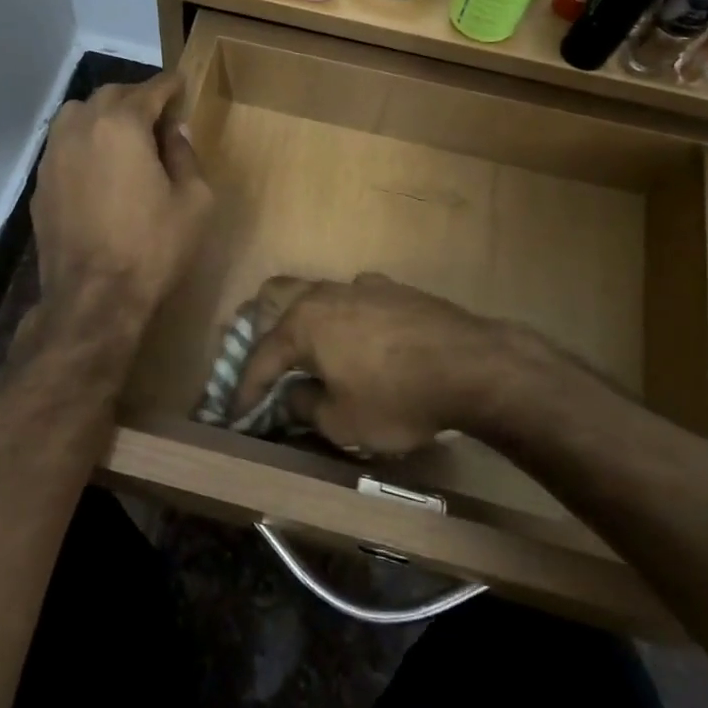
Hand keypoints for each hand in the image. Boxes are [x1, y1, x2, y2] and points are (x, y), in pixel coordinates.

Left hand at [32, 72, 212, 320]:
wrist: (93, 298)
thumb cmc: (152, 248)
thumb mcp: (194, 201)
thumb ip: (186, 155)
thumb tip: (174, 133)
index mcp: (121, 125)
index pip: (150, 89)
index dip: (170, 86)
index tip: (181, 86)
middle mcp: (80, 127)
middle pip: (110, 95)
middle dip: (137, 98)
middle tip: (158, 116)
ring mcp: (53, 155)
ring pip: (78, 115)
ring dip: (104, 116)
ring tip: (124, 137)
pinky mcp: (40, 184)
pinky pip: (63, 146)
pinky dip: (84, 143)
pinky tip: (99, 168)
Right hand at [232, 274, 576, 456]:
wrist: (473, 365)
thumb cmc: (397, 397)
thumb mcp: (342, 421)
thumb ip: (306, 406)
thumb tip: (293, 395)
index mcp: (303, 322)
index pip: (260, 358)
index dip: (245, 392)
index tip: (235, 417)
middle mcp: (326, 294)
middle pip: (280, 303)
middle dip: (265, 334)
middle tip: (264, 367)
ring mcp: (363, 286)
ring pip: (321, 298)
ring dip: (308, 325)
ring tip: (312, 354)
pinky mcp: (396, 290)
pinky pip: (357, 301)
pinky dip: (348, 321)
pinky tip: (362, 341)